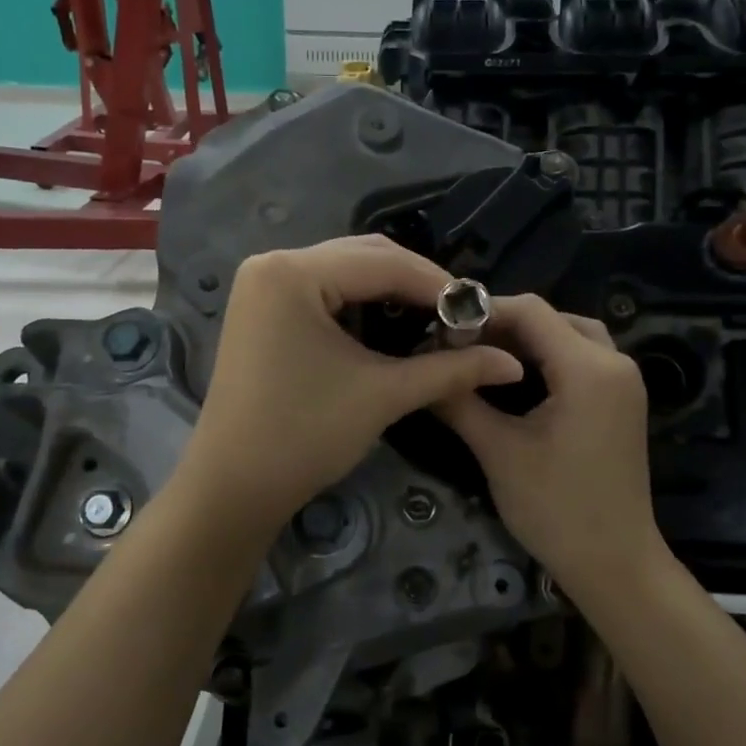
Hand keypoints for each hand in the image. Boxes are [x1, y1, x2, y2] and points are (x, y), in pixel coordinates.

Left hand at [180, 235, 523, 532]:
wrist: (233, 488)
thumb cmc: (304, 435)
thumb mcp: (383, 395)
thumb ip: (451, 370)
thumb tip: (512, 364)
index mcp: (293, 272)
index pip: (384, 263)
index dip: (440, 285)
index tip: (482, 310)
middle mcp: (272, 264)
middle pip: (363, 257)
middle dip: (416, 284)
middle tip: (459, 317)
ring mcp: (262, 286)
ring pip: (344, 272)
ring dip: (390, 292)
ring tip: (432, 321)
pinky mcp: (261, 310)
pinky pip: (323, 292)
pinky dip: (360, 305)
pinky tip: (390, 328)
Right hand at [435, 295, 662, 603]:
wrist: (615, 563)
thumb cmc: (556, 509)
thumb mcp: (500, 452)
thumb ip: (460, 402)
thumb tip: (422, 369)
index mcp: (589, 368)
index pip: (531, 311)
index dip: (483, 311)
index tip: (442, 330)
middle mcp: (615, 363)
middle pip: (553, 318)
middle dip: (503, 324)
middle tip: (458, 345)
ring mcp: (624, 383)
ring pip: (571, 336)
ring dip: (528, 340)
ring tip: (482, 357)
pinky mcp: (622, 402)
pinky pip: (583, 360)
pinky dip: (548, 358)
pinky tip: (515, 378)